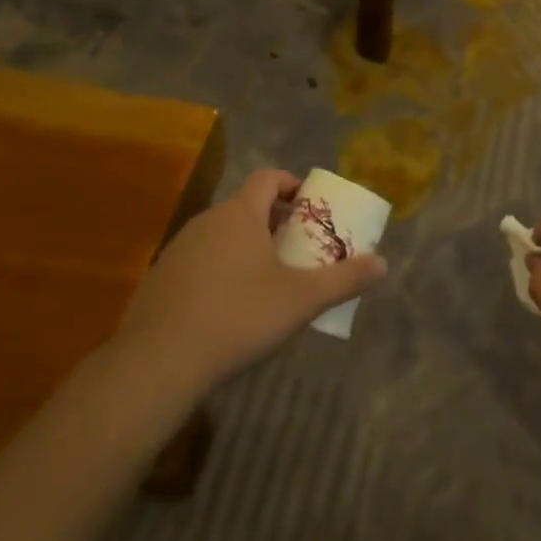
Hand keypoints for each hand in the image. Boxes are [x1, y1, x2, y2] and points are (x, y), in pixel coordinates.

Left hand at [113, 169, 386, 391]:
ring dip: (247, 246)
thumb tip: (383, 263)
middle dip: (275, 222)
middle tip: (299, 248)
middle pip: (246, 206)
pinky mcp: (159, 279)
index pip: (268, 177)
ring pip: (222, 234)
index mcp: (240, 213)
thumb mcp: (302, 299)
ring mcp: (178, 249)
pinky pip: (200, 261)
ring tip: (269, 280)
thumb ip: (344, 279)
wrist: (158, 363)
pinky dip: (220, 270)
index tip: (310, 208)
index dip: (292, 186)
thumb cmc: (239, 316)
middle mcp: (207, 220)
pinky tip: (230, 308)